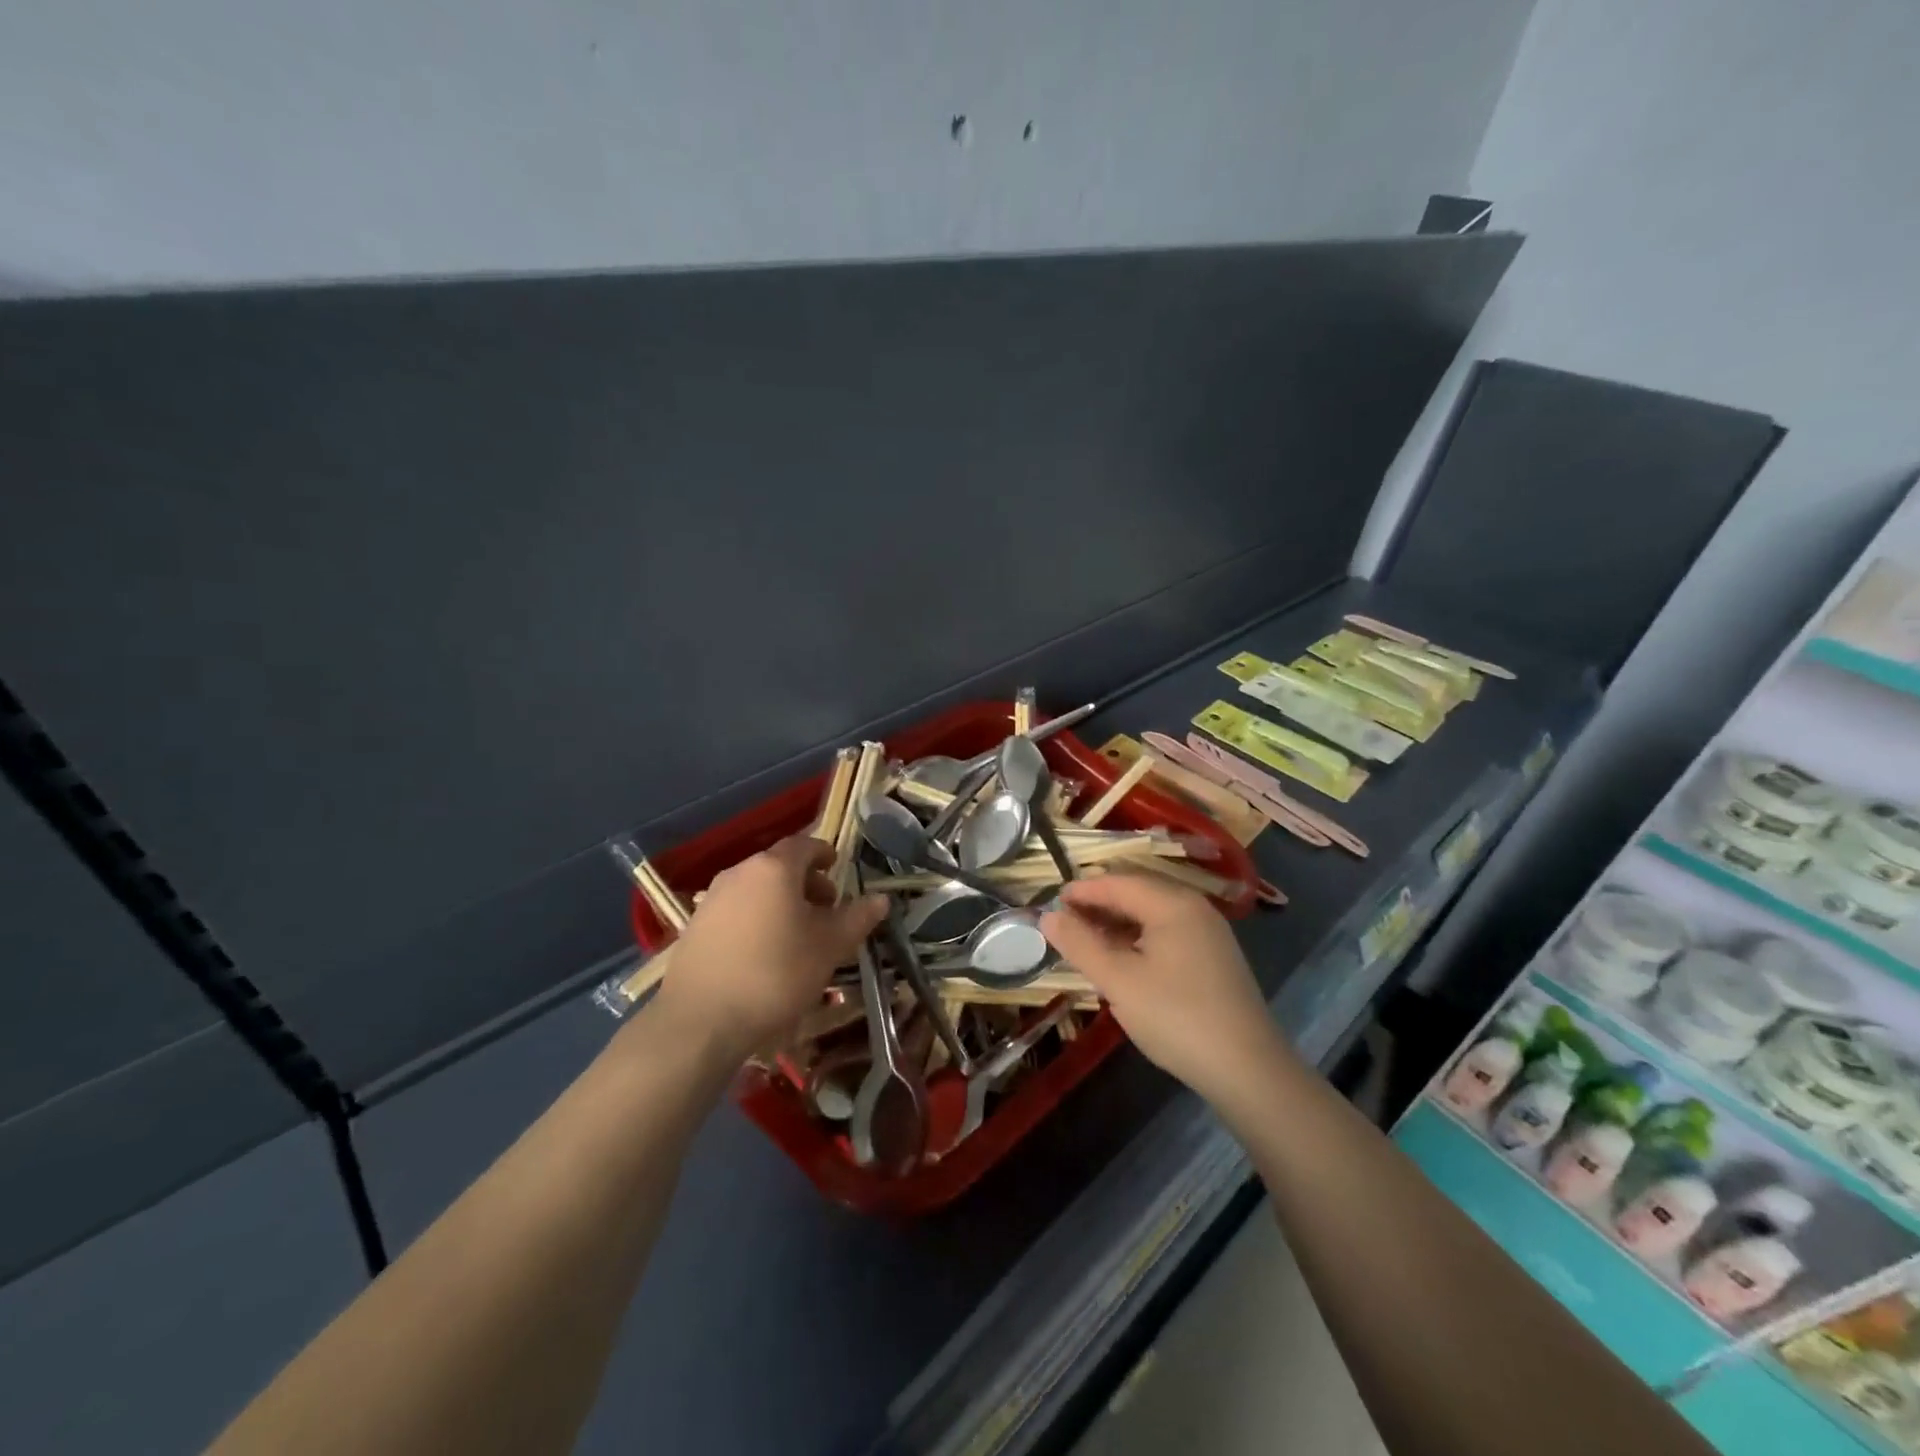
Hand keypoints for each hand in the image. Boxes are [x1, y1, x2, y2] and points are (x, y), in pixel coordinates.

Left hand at [651, 836, 886, 1063]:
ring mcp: (712, 898)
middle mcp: (740, 872)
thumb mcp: (829, 947)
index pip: (805, 845)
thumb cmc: (776, 974)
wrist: (700, 1020)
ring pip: (756, 889)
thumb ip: (857, 918)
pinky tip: (763, 953)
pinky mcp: (694, 926)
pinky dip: (756, 919)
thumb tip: (880, 899)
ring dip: (780, 902)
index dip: (824, 855)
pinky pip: (736, 911)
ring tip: (797, 935)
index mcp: (774, 868)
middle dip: (806, 882)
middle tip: (825, 909)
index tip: (837, 870)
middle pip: (779, 867)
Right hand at [1040, 872, 1287, 1105]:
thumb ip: (1080, 944)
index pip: (1117, 883)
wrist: (1248, 1071)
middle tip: (1064, 926)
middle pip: (1136, 893)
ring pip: (1152, 915)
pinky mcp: (1214, 959)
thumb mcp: (1119, 981)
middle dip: (1098, 906)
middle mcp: (1194, 908)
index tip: (1049, 904)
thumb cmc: (1176, 1017)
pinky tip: (1123, 963)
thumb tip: (1048, 915)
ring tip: (1086, 944)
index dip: (1081, 891)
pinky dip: (1138, 940)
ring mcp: (1209, 934)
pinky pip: (1167, 934)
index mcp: (1172, 903)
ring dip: (1117, 924)